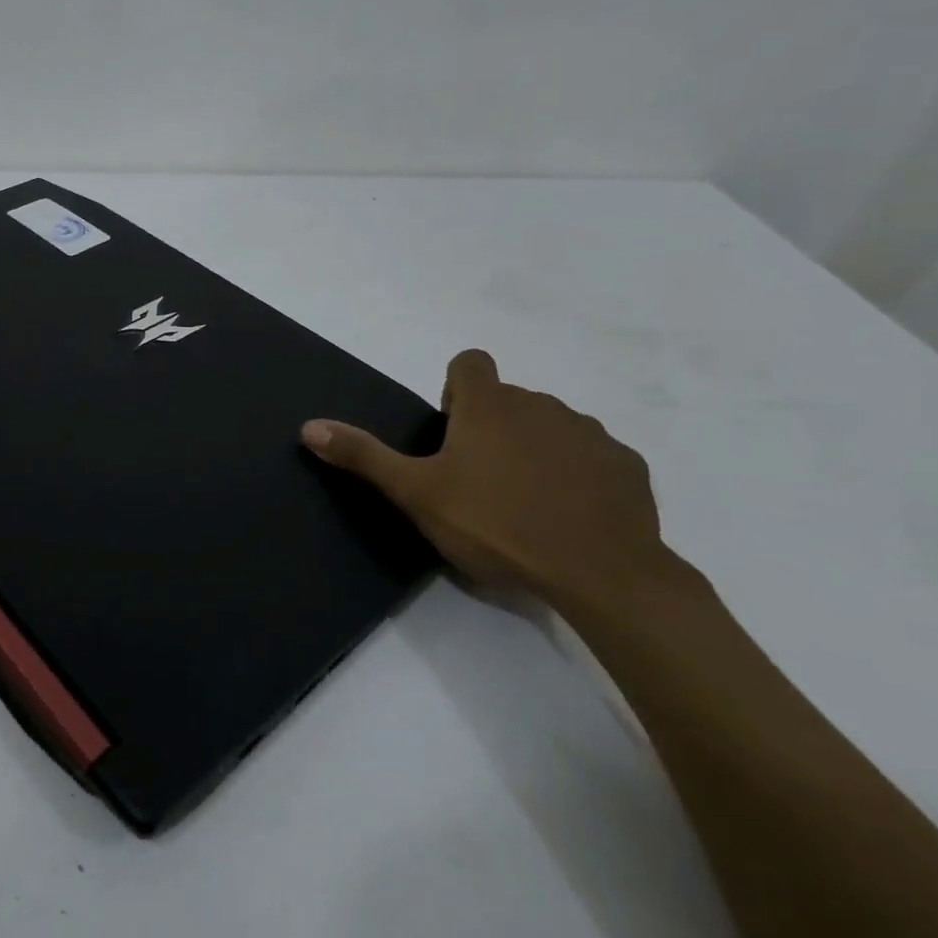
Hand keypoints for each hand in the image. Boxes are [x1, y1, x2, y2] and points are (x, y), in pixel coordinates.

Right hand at [301, 349, 695, 611]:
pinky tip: (569, 516)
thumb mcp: (416, 494)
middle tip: (478, 481)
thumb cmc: (496, 525)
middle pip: (508, 398)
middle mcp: (541, 405)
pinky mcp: (627, 467)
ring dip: (534, 448)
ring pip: (551, 425)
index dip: (455, 389)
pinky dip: (577, 475)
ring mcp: (590, 434)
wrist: (602, 575)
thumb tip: (309, 426)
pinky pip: (592, 457)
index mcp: (489, 406)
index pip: (469, 363)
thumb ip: (363, 456)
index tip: (451, 433)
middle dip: (491, 427)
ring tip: (524, 502)